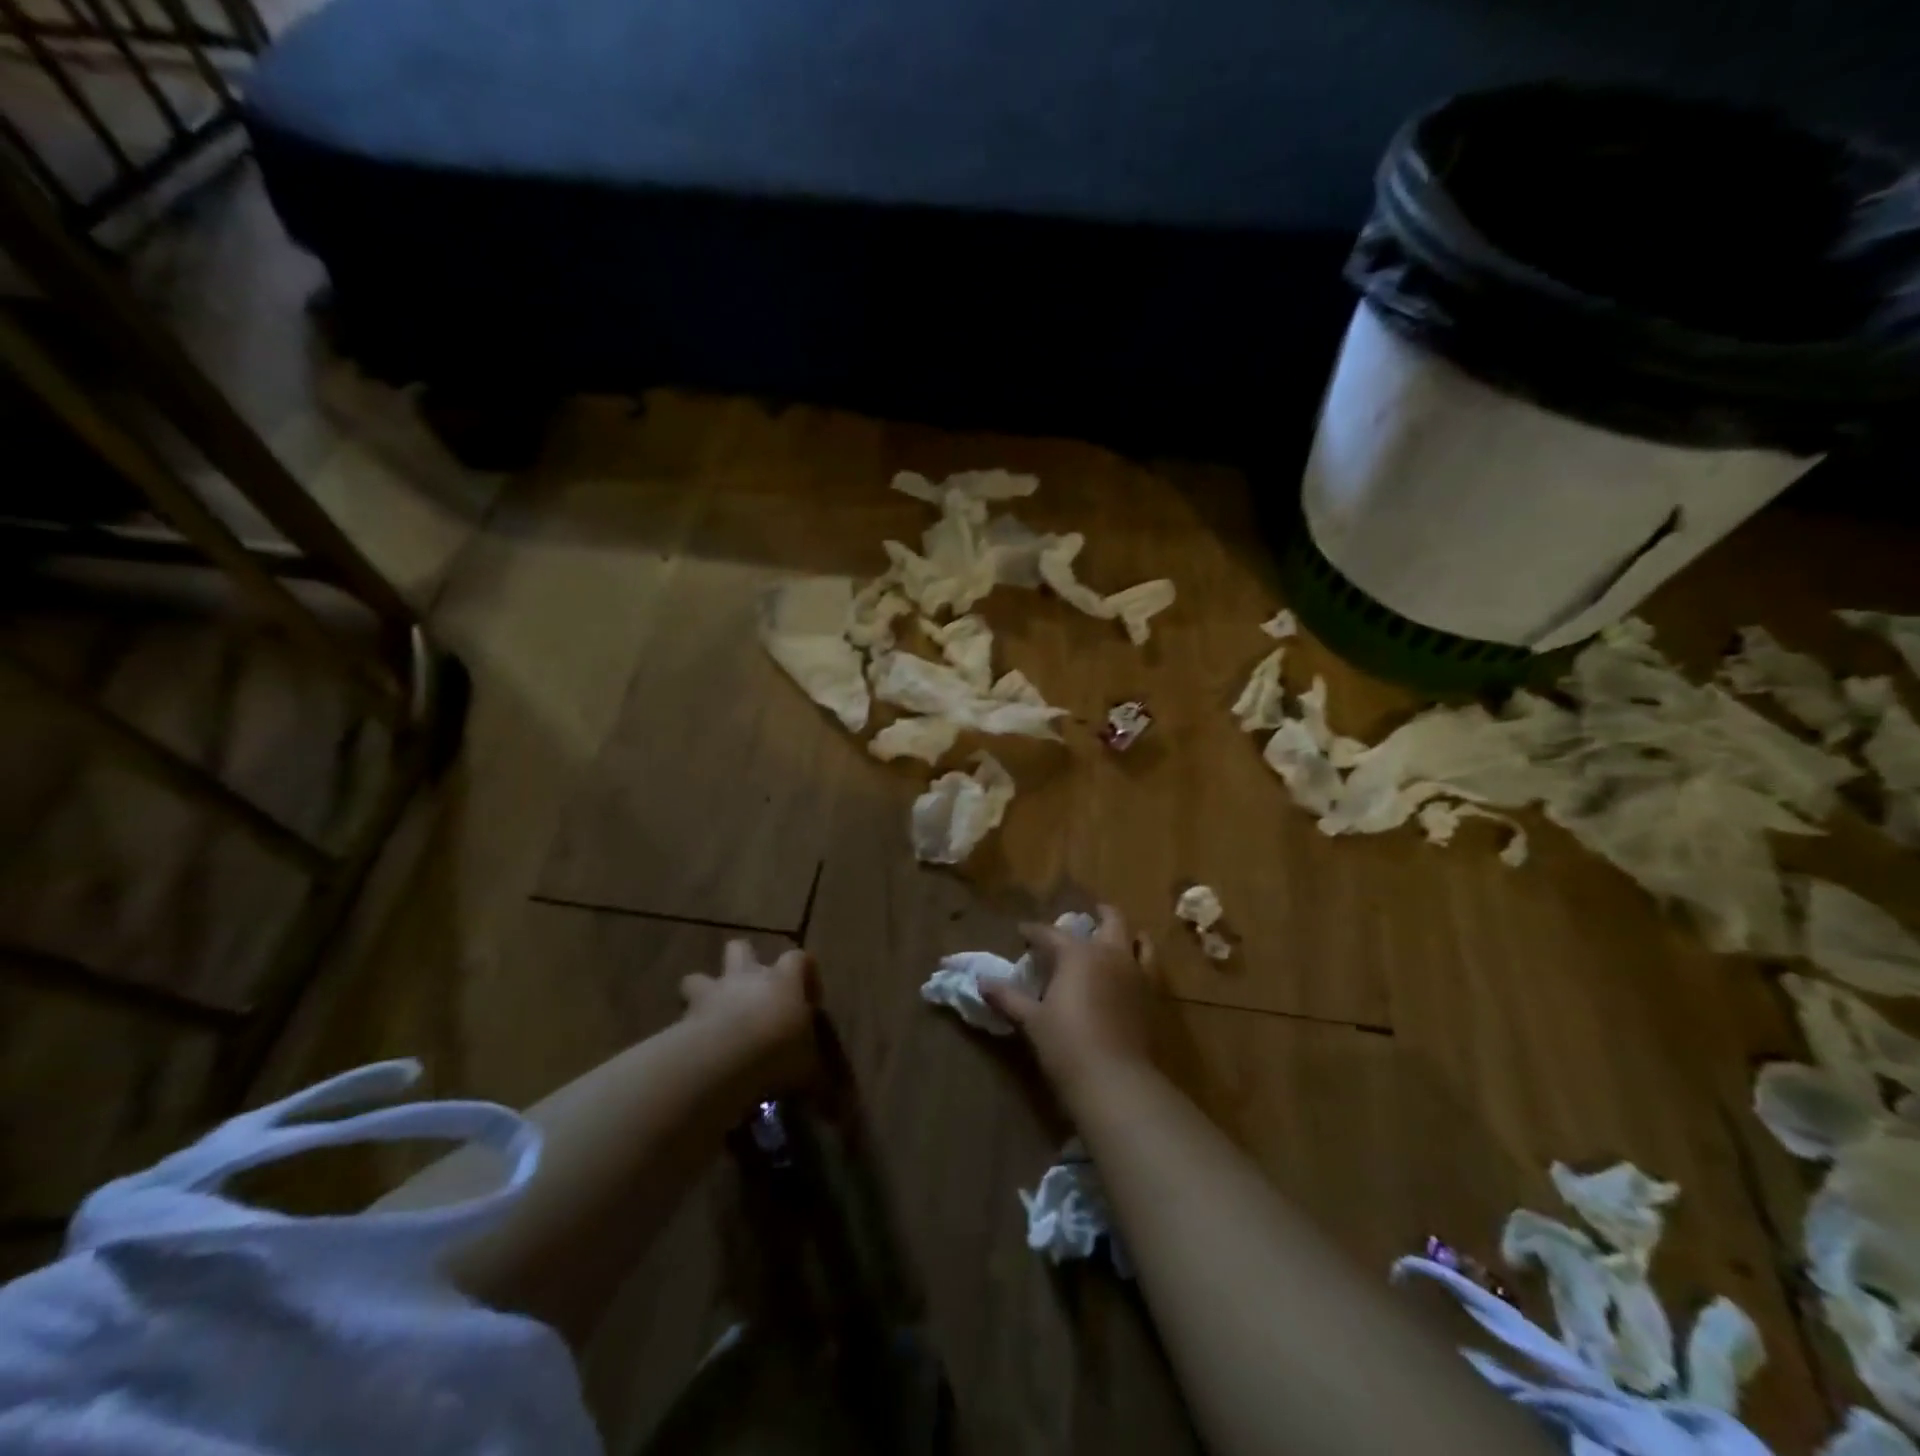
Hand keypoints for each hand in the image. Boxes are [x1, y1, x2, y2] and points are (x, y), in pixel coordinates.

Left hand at [680, 941, 818, 1096]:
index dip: (805, 974)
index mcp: (783, 980)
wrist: (725, 1059)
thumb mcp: (809, 1072)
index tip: (809, 1000)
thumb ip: (819, 1084)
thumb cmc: (778, 1052)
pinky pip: (680, 1015)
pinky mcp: (684, 1016)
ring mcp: (712, 993)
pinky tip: (692, 1050)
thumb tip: (839, 1112)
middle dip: (743, 963)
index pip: (799, 959)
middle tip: (751, 992)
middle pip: (741, 948)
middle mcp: (747, 977)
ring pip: (699, 976)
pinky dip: (684, 1029)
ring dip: (704, 992)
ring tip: (711, 1018)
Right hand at [981, 904, 1158, 1097]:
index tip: (1022, 932)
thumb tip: (981, 982)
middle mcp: (1110, 953)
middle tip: (1084, 917)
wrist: (1115, 1080)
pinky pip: (1151, 967)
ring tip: (1115, 938)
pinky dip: (1142, 959)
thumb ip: (1008, 997)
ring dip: (1126, 934)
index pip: (1050, 933)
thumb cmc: (1066, 1044)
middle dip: (1097, 914)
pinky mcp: (1152, 996)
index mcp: (1077, 953)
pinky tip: (1131, 971)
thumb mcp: (1031, 1020)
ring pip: (1138, 939)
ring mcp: (1136, 973)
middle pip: (1110, 920)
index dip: (1033, 931)